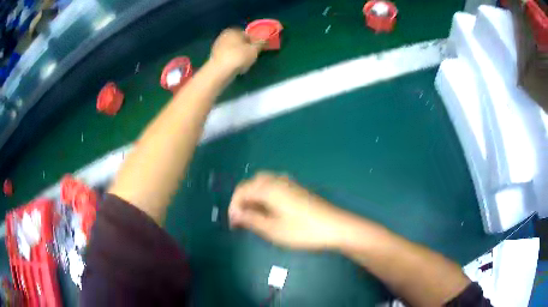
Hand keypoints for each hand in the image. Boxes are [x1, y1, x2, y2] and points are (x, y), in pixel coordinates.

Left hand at [209, 28, 262, 74]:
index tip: (257, 49)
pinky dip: (232, 60)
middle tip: (251, 56)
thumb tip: (265, 38)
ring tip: (243, 63)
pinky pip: (227, 57)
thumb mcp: (254, 49)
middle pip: (239, 41)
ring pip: (233, 49)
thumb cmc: (239, 57)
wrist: (220, 71)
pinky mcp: (214, 57)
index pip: (246, 34)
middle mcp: (223, 36)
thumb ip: (260, 43)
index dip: (253, 41)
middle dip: (245, 48)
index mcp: (233, 30)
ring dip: (239, 55)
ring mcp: (217, 46)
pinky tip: (235, 67)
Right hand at [228, 172, 347, 249]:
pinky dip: (266, 195)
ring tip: (255, 216)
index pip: (241, 191)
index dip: (234, 207)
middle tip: (243, 219)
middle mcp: (277, 180)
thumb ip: (251, 219)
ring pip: (263, 184)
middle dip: (243, 200)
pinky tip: (271, 210)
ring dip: (254, 197)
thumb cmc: (302, 230)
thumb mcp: (273, 229)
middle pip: (251, 184)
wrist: (335, 227)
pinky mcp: (298, 188)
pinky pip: (275, 186)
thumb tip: (235, 214)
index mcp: (268, 188)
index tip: (233, 224)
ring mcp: (289, 183)